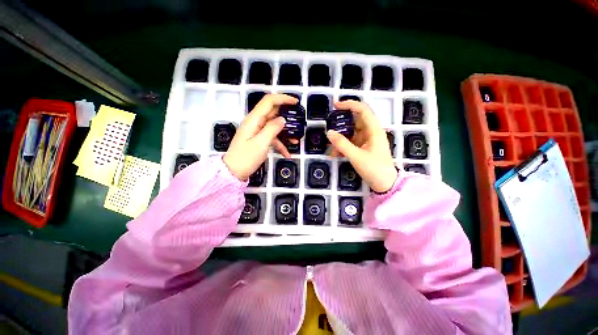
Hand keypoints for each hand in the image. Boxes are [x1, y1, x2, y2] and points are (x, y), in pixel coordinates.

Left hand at [223, 94, 297, 180]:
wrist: (234, 172)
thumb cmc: (246, 157)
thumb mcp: (261, 143)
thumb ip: (272, 129)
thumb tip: (283, 119)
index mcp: (254, 119)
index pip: (269, 101)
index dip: (283, 98)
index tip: (296, 102)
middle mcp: (256, 122)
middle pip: (273, 113)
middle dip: (287, 116)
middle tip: (299, 121)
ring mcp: (257, 131)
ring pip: (275, 126)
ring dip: (286, 133)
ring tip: (296, 141)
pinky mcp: (259, 140)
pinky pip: (272, 138)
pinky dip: (280, 144)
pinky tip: (287, 154)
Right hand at [326, 100, 397, 192]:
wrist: (386, 185)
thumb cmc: (374, 169)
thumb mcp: (356, 156)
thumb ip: (342, 144)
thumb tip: (329, 132)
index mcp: (374, 130)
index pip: (362, 110)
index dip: (349, 104)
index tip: (335, 105)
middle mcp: (371, 132)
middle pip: (355, 121)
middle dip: (341, 124)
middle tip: (329, 126)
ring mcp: (367, 141)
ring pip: (351, 134)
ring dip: (340, 139)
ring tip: (330, 148)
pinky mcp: (364, 148)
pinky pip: (351, 143)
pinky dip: (343, 147)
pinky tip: (335, 154)